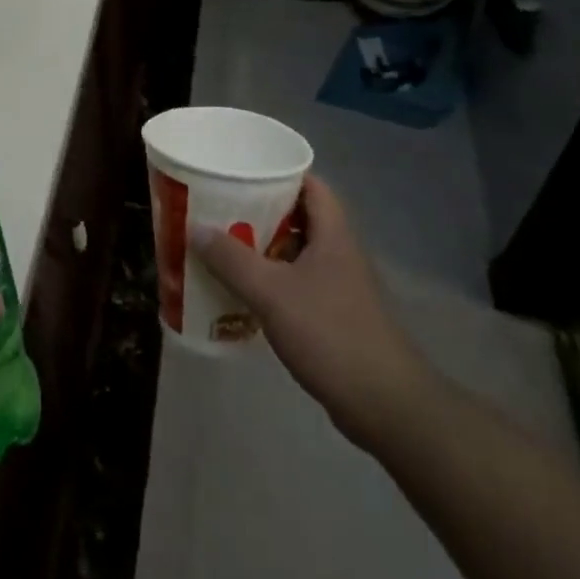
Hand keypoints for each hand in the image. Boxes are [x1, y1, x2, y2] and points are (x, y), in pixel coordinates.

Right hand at [192, 176, 429, 442]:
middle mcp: (339, 253)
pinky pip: (298, 284)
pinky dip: (272, 282)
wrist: (384, 404)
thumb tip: (195, 228)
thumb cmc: (330, 333)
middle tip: (221, 211)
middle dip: (261, 213)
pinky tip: (244, 293)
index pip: (311, 185)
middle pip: (299, 218)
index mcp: (333, 234)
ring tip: (224, 248)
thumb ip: (232, 259)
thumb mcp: (272, 292)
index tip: (243, 174)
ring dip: (264, 250)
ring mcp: (340, 286)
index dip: (280, 174)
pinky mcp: (335, 316)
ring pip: (297, 253)